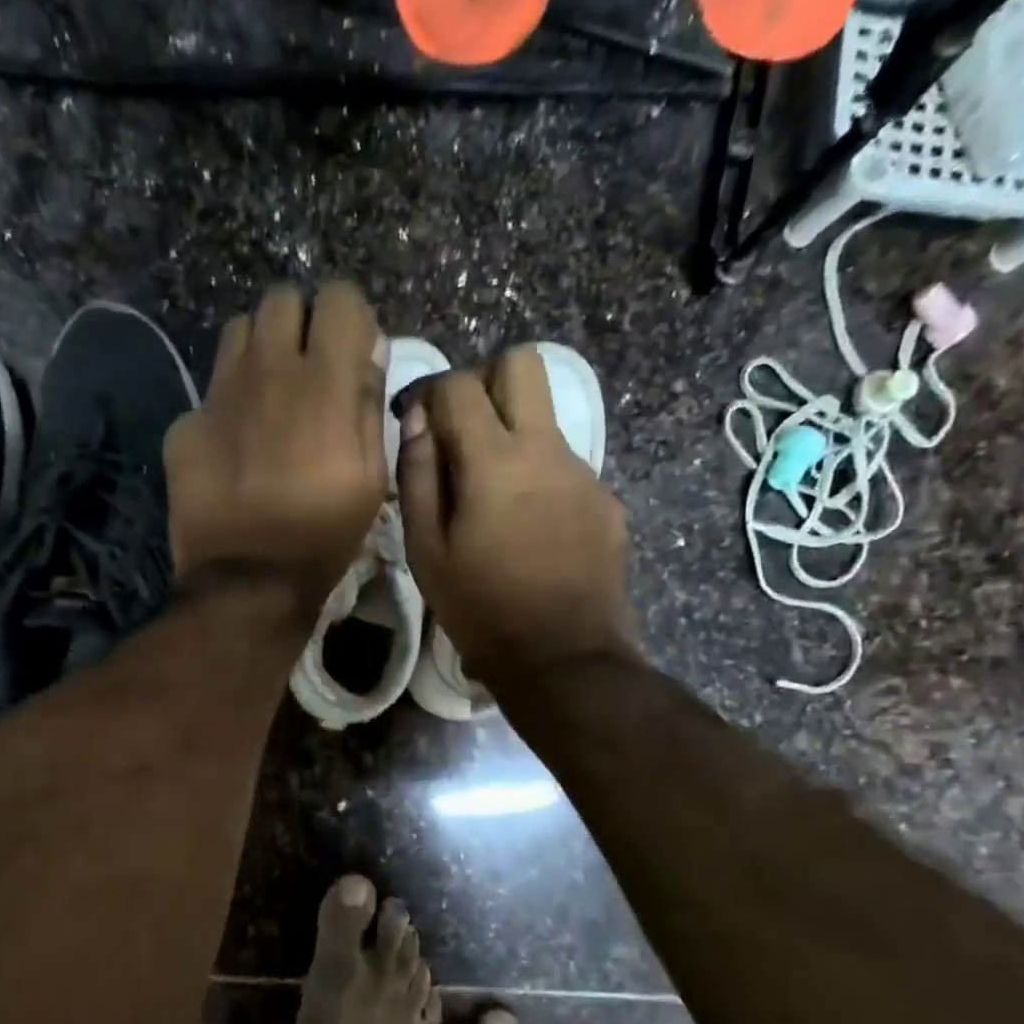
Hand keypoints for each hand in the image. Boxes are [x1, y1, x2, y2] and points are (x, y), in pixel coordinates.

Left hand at [165, 282, 388, 611]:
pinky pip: (211, 389)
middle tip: (309, 369)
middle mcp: (267, 370)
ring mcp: (219, 394)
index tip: (352, 354)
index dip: (351, 320)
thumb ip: (368, 403)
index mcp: (322, 382)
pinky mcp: (186, 423)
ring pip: (240, 331)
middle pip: (282, 299)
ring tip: (271, 395)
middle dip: (302, 323)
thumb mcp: (371, 477)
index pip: (340, 298)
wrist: (246, 580)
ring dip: (262, 350)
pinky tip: (236, 444)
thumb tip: (367, 350)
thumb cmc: (322, 533)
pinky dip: (229, 403)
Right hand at [398, 347, 633, 683]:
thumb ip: (418, 476)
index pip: (461, 384)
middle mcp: (546, 450)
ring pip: (546, 419)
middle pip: (524, 364)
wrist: (563, 658)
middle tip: (465, 432)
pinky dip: (540, 479)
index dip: (432, 393)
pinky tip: (530, 531)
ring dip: (514, 437)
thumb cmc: (480, 608)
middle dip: (487, 381)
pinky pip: (565, 467)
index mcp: (495, 460)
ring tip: (494, 501)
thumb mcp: (426, 550)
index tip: (421, 424)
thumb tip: (418, 422)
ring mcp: (584, 473)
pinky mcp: (606, 501)